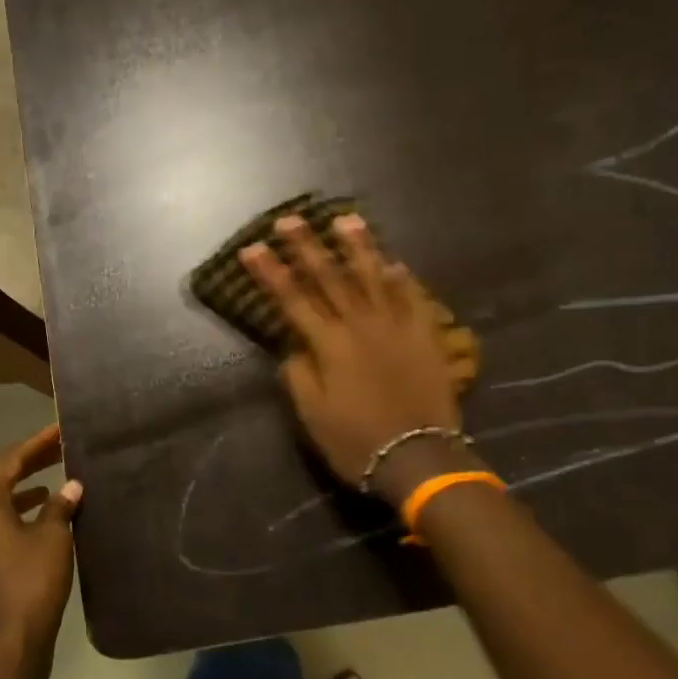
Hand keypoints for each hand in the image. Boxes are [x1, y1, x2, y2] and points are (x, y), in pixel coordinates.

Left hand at [0, 424, 81, 661]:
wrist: (8, 642)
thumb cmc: (31, 580)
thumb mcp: (53, 537)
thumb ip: (60, 506)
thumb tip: (71, 486)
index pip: (9, 460)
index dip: (36, 443)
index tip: (59, 430)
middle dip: (30, 461)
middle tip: (59, 448)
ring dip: (24, 486)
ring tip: (54, 477)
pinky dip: (18, 510)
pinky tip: (43, 513)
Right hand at [241, 214, 475, 487]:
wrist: (419, 458)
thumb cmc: (356, 441)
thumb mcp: (312, 416)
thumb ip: (299, 375)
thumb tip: (293, 346)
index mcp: (329, 345)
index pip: (292, 300)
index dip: (270, 273)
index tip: (251, 248)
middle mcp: (361, 326)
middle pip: (330, 278)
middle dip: (306, 247)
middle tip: (289, 220)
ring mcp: (397, 327)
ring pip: (374, 278)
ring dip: (357, 247)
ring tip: (346, 220)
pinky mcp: (426, 337)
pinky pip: (414, 299)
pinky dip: (403, 279)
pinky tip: (394, 262)